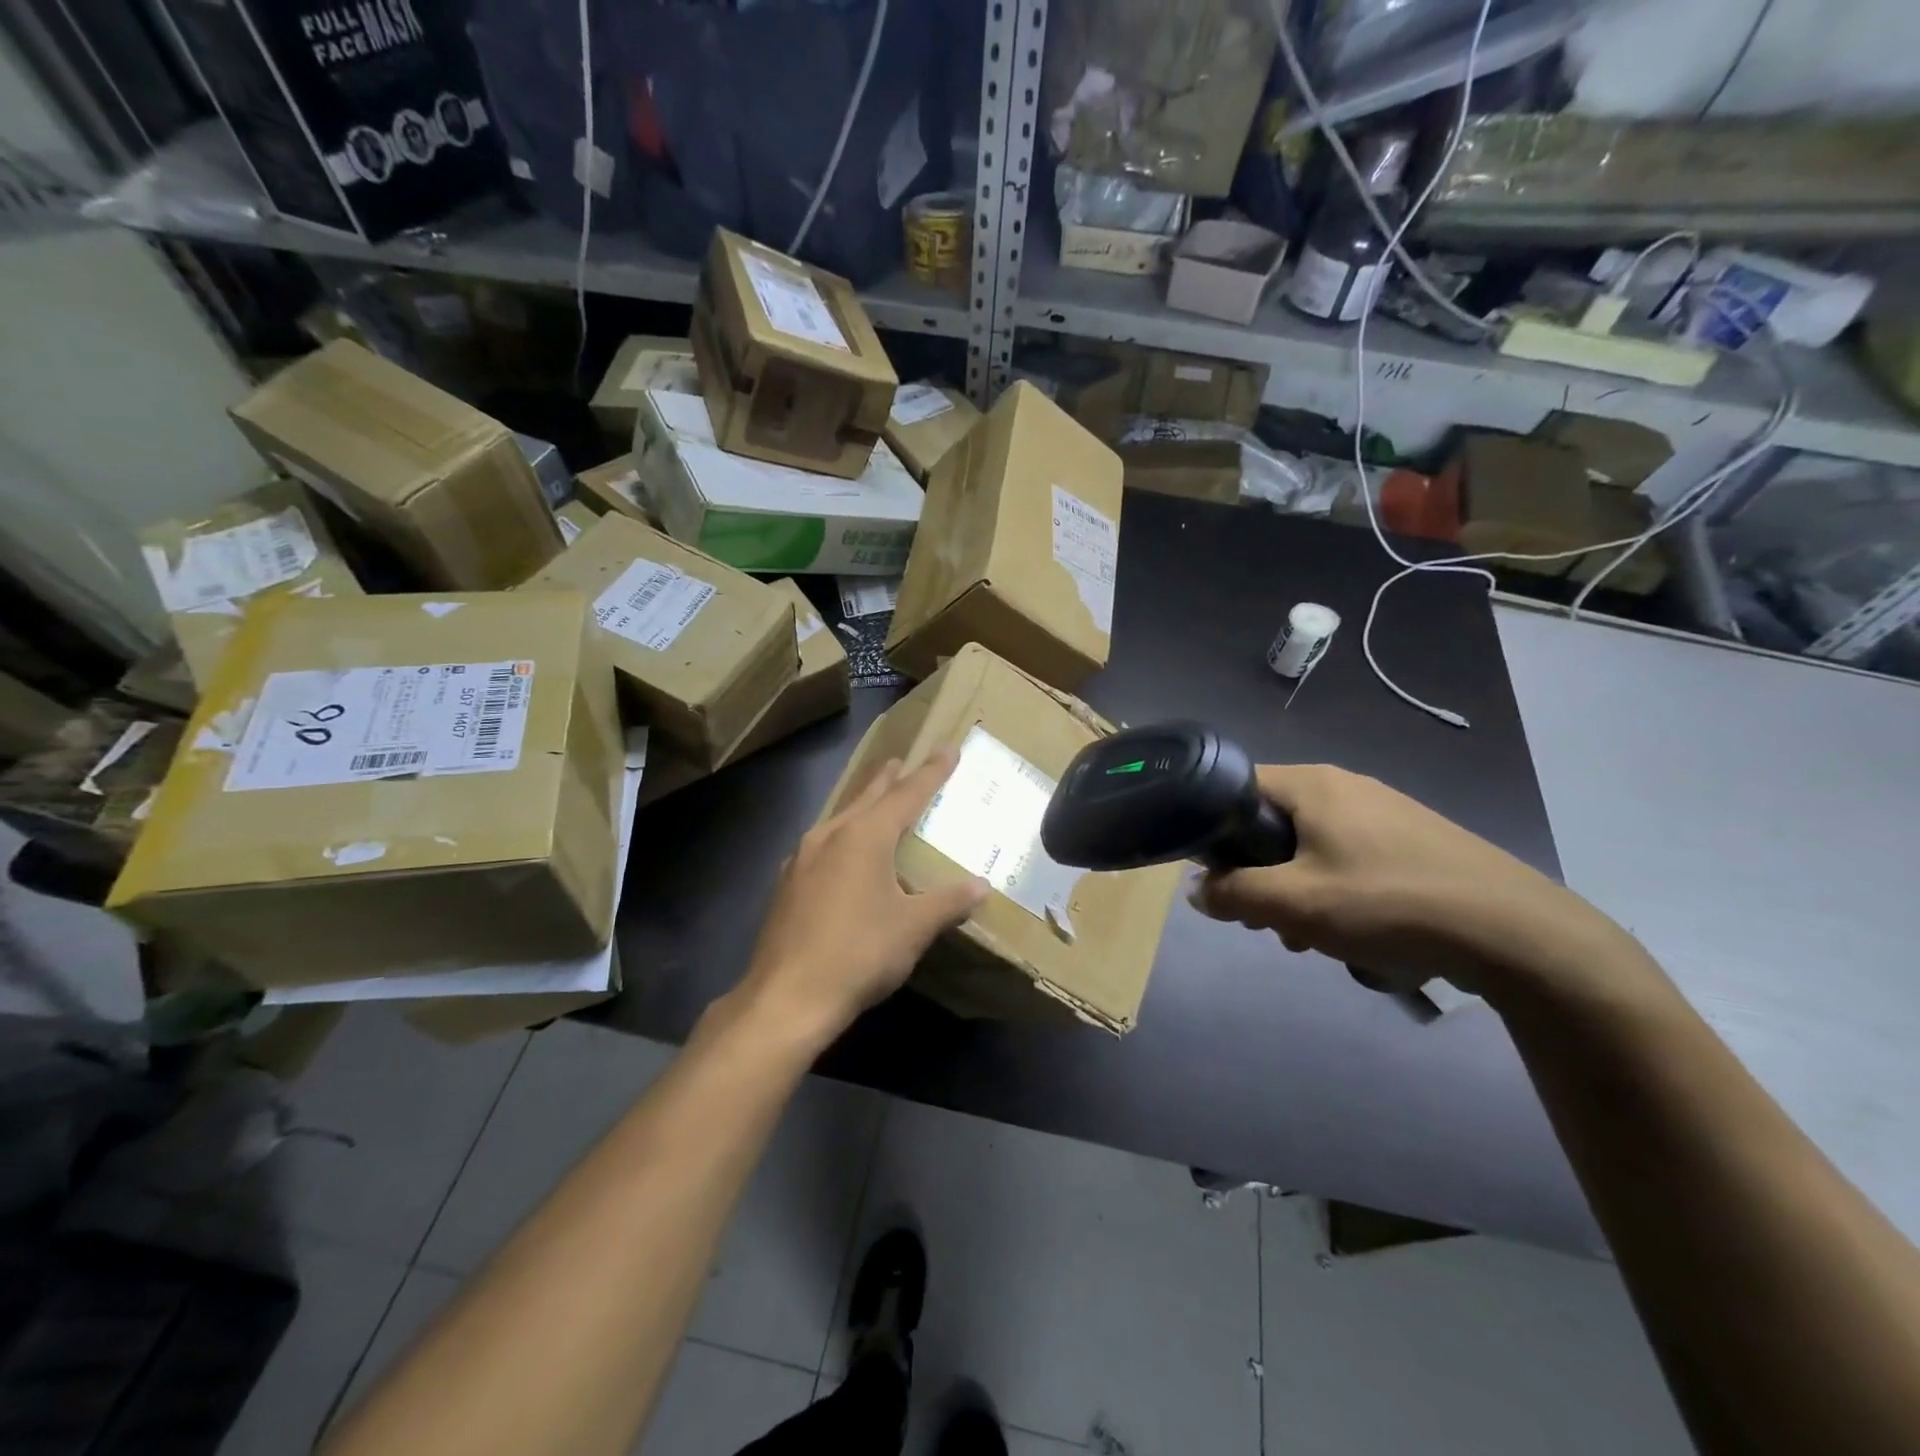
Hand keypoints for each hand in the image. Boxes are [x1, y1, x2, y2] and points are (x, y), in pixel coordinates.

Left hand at [736, 747, 988, 1050]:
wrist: (787, 996)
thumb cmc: (859, 953)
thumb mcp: (914, 928)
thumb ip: (948, 901)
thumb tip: (981, 886)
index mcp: (865, 836)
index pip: (907, 794)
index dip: (931, 772)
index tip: (948, 748)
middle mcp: (830, 836)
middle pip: (866, 797)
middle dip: (888, 779)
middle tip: (901, 762)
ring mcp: (802, 859)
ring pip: (839, 818)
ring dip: (861, 805)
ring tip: (874, 799)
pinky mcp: (788, 885)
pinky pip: (822, 845)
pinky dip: (841, 836)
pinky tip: (839, 853)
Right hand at [1192, 765, 1645, 1002]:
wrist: (1516, 934)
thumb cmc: (1388, 903)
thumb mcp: (1294, 904)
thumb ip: (1232, 894)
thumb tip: (1198, 891)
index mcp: (1312, 784)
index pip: (1235, 787)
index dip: (1214, 830)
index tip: (1218, 877)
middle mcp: (1346, 787)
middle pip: (1272, 823)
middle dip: (1259, 875)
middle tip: (1267, 920)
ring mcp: (1385, 813)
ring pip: (1311, 849)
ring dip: (1298, 893)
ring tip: (1313, 939)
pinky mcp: (1413, 843)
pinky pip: (1350, 862)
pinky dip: (1338, 895)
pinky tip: (1358, 935)